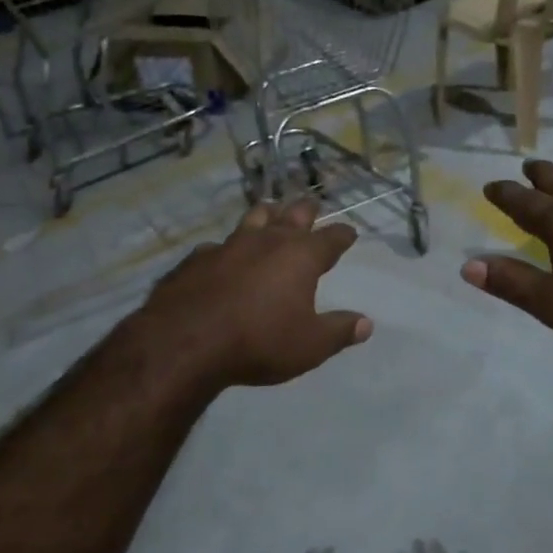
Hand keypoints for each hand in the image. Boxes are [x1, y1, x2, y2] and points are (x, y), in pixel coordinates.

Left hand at [136, 198, 372, 390]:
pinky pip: (217, 245)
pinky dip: (226, 248)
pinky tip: (221, 255)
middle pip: (293, 215)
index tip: (349, 232)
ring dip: (266, 215)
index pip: (331, 238)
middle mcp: (267, 241)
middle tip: (312, 206)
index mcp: (301, 257)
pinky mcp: (197, 258)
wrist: (185, 341)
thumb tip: (366, 324)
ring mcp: (229, 245)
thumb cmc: (259, 341)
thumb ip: (339, 332)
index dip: (343, 235)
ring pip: (253, 218)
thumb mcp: (310, 346)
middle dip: (306, 210)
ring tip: (270, 212)